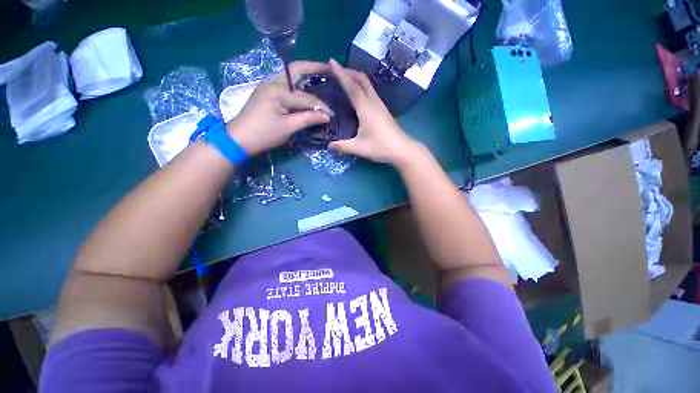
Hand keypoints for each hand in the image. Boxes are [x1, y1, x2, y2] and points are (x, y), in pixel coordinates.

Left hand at [226, 61, 332, 155]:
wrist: (239, 139)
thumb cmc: (264, 134)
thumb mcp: (287, 128)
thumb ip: (307, 119)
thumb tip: (326, 117)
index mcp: (278, 92)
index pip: (306, 98)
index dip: (321, 107)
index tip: (332, 115)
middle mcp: (273, 83)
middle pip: (296, 70)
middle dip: (313, 68)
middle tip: (329, 69)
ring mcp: (268, 86)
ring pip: (290, 74)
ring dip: (305, 72)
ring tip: (319, 74)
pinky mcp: (266, 92)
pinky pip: (285, 83)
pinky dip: (297, 83)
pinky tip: (304, 86)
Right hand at [327, 59, 417, 164]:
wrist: (402, 149)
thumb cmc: (381, 147)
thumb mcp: (359, 148)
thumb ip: (342, 146)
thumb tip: (329, 146)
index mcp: (366, 108)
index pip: (352, 86)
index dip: (341, 74)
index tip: (331, 62)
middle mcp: (373, 102)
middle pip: (361, 79)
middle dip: (348, 71)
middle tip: (335, 71)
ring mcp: (380, 105)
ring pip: (367, 84)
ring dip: (355, 78)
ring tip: (344, 80)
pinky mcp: (383, 110)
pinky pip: (370, 92)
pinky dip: (361, 87)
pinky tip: (356, 95)